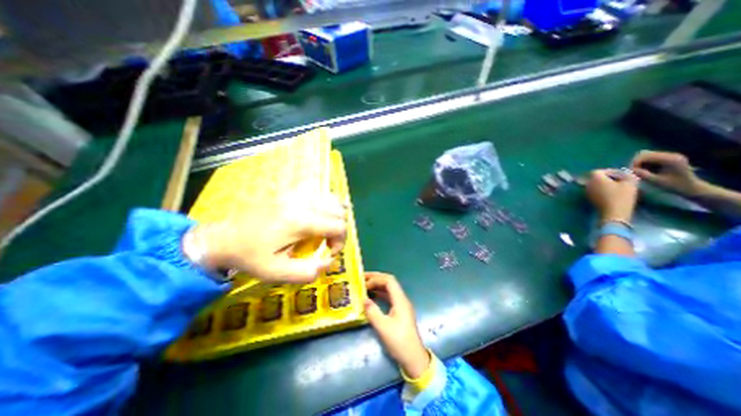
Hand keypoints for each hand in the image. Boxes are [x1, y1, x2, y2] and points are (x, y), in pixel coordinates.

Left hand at [185, 194, 347, 284]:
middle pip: (339, 211)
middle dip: (340, 229)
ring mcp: (296, 193)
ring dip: (335, 215)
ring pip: (332, 198)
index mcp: (301, 222)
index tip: (328, 252)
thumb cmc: (250, 256)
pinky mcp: (291, 191)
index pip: (339, 226)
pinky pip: (319, 192)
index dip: (341, 242)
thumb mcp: (276, 273)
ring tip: (325, 227)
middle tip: (327, 241)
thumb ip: (307, 272)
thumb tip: (328, 262)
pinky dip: (326, 203)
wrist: (224, 237)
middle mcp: (303, 203)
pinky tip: (318, 214)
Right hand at [365, 271, 432, 378]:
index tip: (364, 284)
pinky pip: (389, 296)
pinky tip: (372, 296)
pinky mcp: (399, 311)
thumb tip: (363, 299)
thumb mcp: (383, 328)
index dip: (376, 279)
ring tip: (365, 284)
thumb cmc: (399, 342)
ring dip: (377, 285)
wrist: (413, 358)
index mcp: (400, 300)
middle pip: (389, 282)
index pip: (389, 281)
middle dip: (376, 278)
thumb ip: (372, 312)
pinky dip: (380, 293)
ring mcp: (401, 304)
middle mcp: (401, 299)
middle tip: (362, 277)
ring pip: (389, 289)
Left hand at [589, 168, 640, 221]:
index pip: (599, 171)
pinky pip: (595, 190)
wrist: (613, 213)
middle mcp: (587, 184)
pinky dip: (603, 189)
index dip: (611, 171)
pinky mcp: (589, 198)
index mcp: (594, 178)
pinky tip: (614, 193)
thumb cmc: (621, 196)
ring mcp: (587, 192)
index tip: (622, 174)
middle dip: (608, 177)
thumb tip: (626, 173)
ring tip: (619, 186)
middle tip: (622, 180)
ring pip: (596, 184)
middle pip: (596, 177)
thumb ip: (627, 174)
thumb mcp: (630, 183)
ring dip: (606, 183)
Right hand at [631, 150, 705, 196]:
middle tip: (633, 172)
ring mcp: (669, 156)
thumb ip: (643, 174)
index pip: (645, 155)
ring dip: (639, 163)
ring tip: (640, 172)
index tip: (630, 172)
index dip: (634, 163)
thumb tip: (628, 170)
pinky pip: (650, 158)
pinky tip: (646, 171)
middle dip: (636, 162)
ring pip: (645, 155)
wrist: (690, 187)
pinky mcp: (667, 159)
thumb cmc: (674, 186)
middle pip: (644, 154)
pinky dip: (644, 164)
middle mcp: (670, 155)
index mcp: (670, 159)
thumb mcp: (657, 181)